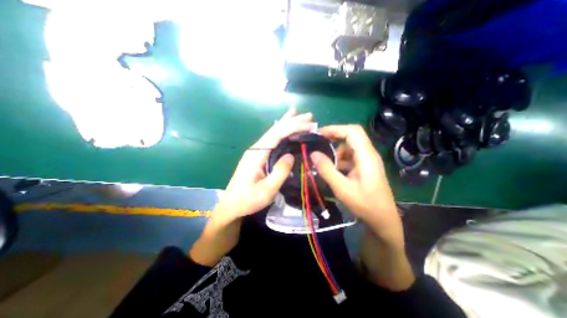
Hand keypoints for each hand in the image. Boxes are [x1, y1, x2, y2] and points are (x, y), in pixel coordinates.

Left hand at [218, 107, 316, 220]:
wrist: (231, 206)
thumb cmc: (247, 200)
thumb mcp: (266, 190)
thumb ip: (279, 172)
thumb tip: (291, 156)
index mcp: (257, 154)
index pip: (277, 135)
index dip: (293, 127)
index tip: (308, 125)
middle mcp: (255, 148)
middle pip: (275, 130)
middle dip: (291, 121)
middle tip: (309, 116)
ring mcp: (255, 151)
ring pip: (273, 133)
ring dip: (286, 123)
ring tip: (297, 115)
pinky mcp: (257, 156)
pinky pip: (271, 140)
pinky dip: (280, 132)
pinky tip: (284, 128)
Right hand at [309, 124, 402, 245]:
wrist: (383, 220)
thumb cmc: (365, 205)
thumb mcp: (342, 188)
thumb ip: (327, 170)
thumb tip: (313, 154)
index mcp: (366, 156)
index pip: (352, 131)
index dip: (335, 129)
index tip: (319, 133)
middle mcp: (368, 154)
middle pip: (351, 136)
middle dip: (333, 137)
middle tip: (318, 143)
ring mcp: (367, 161)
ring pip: (349, 147)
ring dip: (336, 151)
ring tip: (323, 161)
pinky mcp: (364, 167)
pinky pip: (350, 157)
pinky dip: (339, 159)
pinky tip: (332, 169)